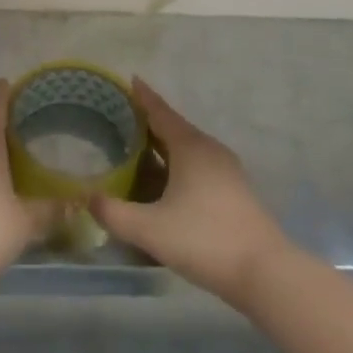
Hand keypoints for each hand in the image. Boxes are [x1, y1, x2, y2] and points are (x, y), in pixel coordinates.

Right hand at [91, 78, 290, 307]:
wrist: (266, 273)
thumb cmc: (205, 240)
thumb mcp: (150, 229)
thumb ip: (113, 213)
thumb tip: (87, 198)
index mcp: (190, 147)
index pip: (161, 112)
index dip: (142, 96)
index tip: (129, 79)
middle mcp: (210, 150)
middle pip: (174, 128)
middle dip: (148, 122)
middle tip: (120, 119)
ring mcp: (226, 171)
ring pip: (187, 149)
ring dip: (163, 146)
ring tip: (136, 150)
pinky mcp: (234, 191)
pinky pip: (198, 166)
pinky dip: (176, 165)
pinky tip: (164, 183)